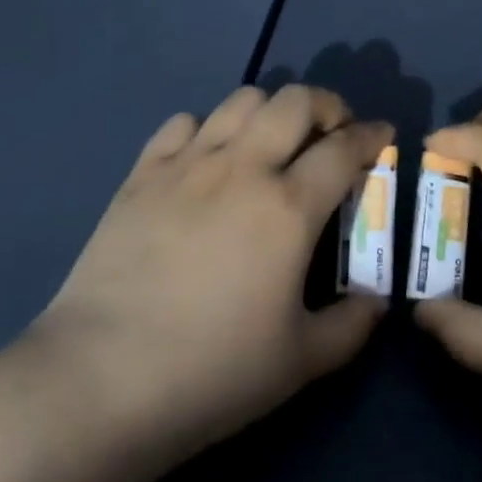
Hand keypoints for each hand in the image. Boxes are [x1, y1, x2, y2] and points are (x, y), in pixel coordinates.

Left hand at [20, 85, 391, 481]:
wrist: (99, 382)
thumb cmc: (210, 373)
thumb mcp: (299, 362)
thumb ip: (351, 326)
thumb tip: (377, 302)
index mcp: (288, 207)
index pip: (345, 147)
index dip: (371, 135)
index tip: (383, 135)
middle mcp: (244, 167)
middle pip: (296, 100)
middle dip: (326, 105)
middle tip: (331, 133)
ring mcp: (189, 164)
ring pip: (241, 99)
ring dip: (269, 110)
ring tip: (271, 141)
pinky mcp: (143, 173)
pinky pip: (183, 123)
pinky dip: (205, 129)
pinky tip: (206, 160)